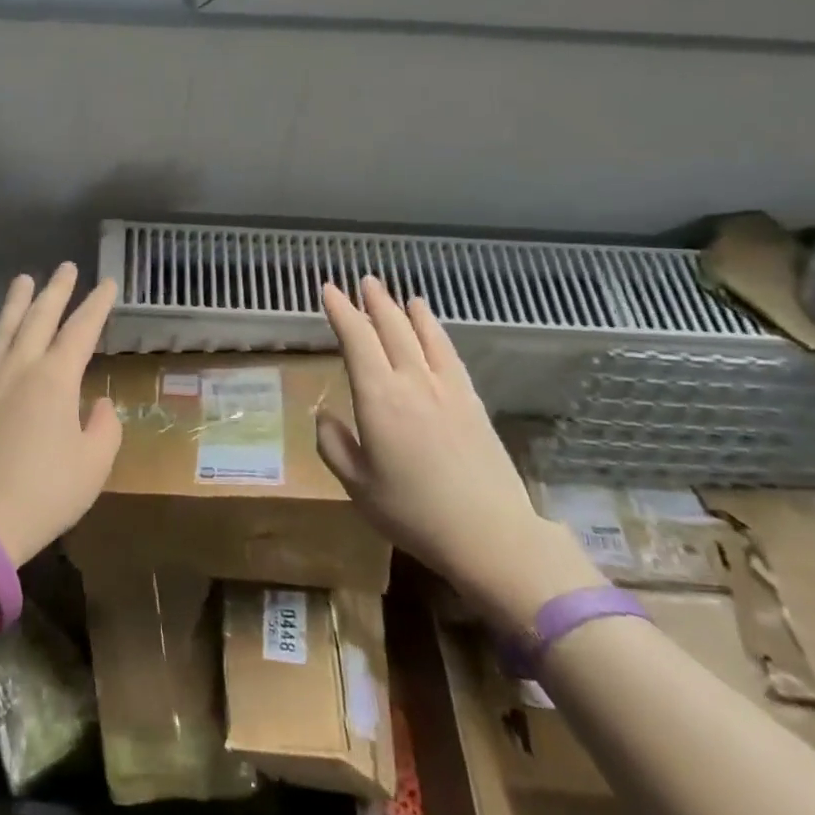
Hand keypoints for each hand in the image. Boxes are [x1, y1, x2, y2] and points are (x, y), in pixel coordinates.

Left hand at [0, 264, 119, 565]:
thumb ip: (104, 427)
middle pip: (40, 319)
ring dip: (15, 302)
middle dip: (57, 291)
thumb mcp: (93, 466)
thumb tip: (98, 404)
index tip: (107, 284)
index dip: (97, 305)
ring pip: (2, 330)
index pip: (81, 330)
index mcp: (56, 379)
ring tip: (24, 278)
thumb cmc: (43, 495)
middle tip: (66, 267)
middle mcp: (19, 368)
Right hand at [316, 277, 600, 631]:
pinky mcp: (471, 399)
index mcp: (378, 398)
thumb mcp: (357, 486)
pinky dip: (435, 330)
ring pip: (421, 334)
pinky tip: (431, 324)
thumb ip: (334, 446)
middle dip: (374, 302)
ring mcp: (446, 387)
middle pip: (391, 328)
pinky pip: (449, 352)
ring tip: (396, 293)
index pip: (356, 340)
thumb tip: (325, 416)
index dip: (341, 311)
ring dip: (404, 310)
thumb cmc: (413, 512)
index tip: (329, 290)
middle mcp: (411, 381)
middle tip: (363, 281)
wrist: (489, 533)